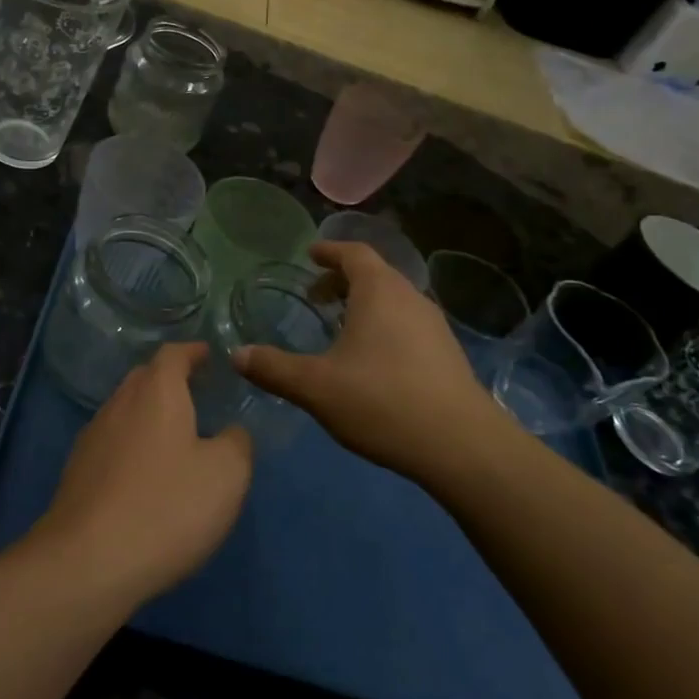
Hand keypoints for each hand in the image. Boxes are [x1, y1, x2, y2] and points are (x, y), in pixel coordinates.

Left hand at [32, 343, 252, 607]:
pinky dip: (132, 445)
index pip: (173, 354)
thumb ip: (236, 443)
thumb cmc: (167, 507)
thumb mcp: (226, 475)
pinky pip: (112, 442)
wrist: (87, 561)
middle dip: (169, 379)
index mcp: (156, 392)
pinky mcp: (77, 471)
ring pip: (125, 410)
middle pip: (144, 378)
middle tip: (196, 393)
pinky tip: (145, 474)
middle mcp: (119, 403)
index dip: (193, 352)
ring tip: (174, 435)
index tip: (209, 355)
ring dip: (148, 414)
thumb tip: (231, 432)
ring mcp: (93, 437)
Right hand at [233, 241, 503, 482]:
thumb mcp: (315, 387)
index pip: (354, 254)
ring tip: (339, 328)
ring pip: (393, 301)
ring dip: (364, 305)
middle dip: (342, 281)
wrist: (462, 447)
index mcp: (380, 292)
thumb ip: (273, 368)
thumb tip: (236, 354)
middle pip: (375, 275)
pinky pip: (408, 324)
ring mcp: (435, 326)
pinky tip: (371, 361)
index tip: (310, 256)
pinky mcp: (448, 355)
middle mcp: (411, 299)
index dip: (329, 251)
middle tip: (315, 297)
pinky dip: (383, 326)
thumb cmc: (382, 401)